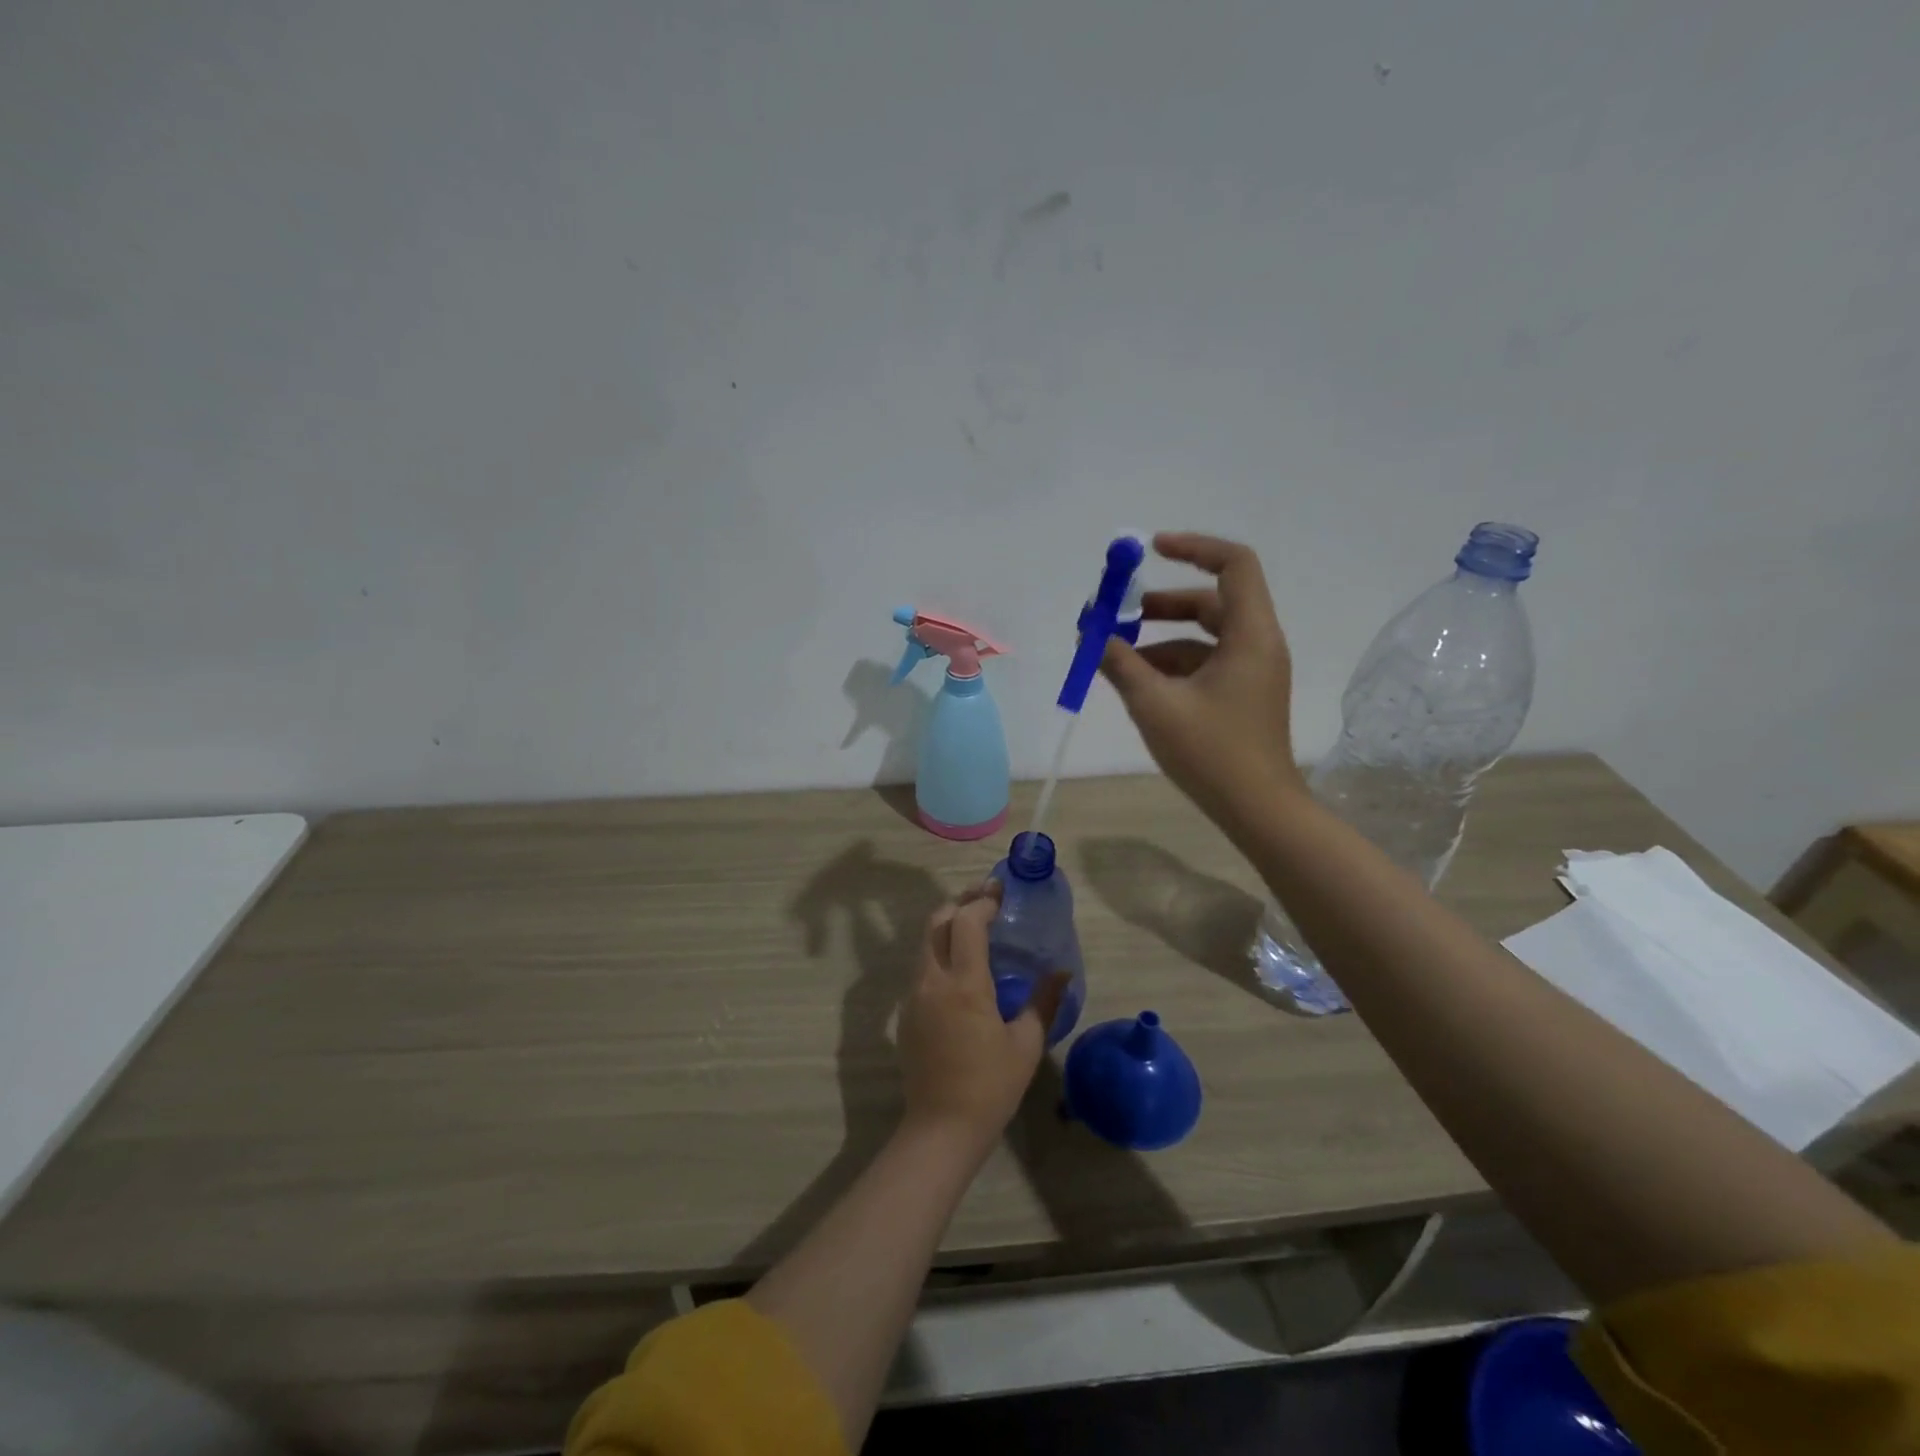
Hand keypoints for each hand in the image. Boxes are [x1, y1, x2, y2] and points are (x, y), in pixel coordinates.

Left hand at [897, 883, 1062, 1155]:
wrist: (941, 1129)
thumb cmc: (990, 1087)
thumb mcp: (1026, 1044)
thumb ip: (1044, 1002)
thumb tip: (1063, 972)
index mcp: (964, 984)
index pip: (966, 922)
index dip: (982, 901)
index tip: (1000, 891)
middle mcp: (932, 981)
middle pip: (936, 922)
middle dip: (960, 903)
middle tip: (985, 898)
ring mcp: (913, 996)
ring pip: (925, 943)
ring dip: (947, 925)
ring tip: (974, 924)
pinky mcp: (906, 1012)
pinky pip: (921, 967)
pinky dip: (939, 951)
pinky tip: (960, 965)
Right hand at [1100, 532, 1306, 830]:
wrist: (1258, 810)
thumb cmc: (1211, 753)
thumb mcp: (1155, 704)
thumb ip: (1120, 663)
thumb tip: (1091, 634)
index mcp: (1250, 634)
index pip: (1233, 564)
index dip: (1193, 547)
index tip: (1150, 549)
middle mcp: (1258, 644)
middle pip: (1212, 600)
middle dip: (1163, 604)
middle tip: (1120, 614)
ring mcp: (1252, 671)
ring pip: (1205, 635)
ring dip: (1161, 639)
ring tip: (1116, 656)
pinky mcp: (1243, 695)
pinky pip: (1206, 663)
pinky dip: (1172, 665)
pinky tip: (1138, 684)